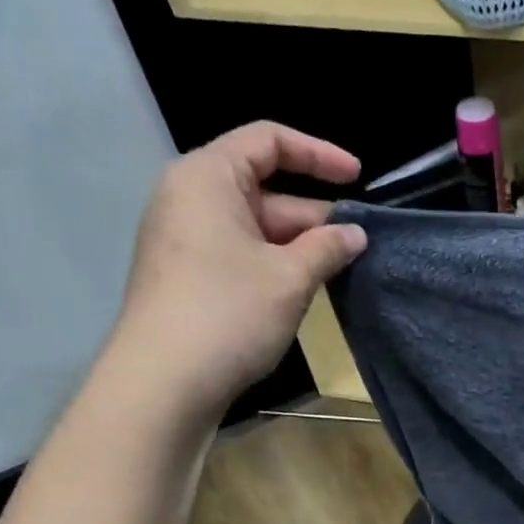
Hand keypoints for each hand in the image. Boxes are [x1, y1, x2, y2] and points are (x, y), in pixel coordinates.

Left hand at [107, 121, 367, 427]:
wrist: (164, 382)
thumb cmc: (229, 313)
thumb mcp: (290, 277)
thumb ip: (327, 248)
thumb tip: (355, 234)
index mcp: (208, 178)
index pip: (268, 141)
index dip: (318, 154)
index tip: (359, 177)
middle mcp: (190, 199)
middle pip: (263, 188)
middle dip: (314, 216)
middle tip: (359, 244)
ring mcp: (184, 241)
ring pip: (254, 228)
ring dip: (298, 246)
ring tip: (340, 271)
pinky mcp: (187, 278)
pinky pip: (239, 255)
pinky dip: (274, 265)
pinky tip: (303, 292)